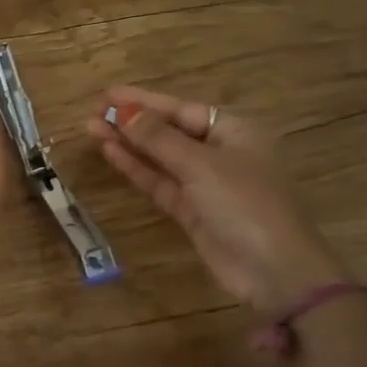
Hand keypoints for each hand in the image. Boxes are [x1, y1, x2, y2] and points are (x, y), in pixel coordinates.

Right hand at [88, 86, 346, 312]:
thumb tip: (123, 111)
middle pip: (169, 131)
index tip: (107, 94)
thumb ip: (158, 138)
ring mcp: (205, 184)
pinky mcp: (193, 211)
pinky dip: (137, 168)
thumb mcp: (200, 165)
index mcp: (234, 131)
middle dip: (132, 122)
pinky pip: (160, 182)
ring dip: (129, 144)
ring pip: (161, 157)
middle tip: (92, 112)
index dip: (143, 101)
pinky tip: (112, 153)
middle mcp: (220, 153)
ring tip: (92, 129)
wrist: (275, 272)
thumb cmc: (245, 204)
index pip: (181, 109)